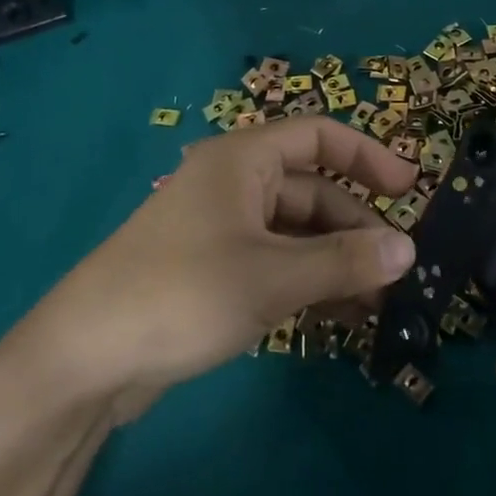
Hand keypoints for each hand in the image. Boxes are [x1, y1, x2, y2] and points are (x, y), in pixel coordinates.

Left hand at [0, 118, 418, 421]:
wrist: (84, 359)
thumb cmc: (182, 294)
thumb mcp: (273, 277)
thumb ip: (344, 261)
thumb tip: (409, 250)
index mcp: (243, 160)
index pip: (319, 136)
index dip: (368, 156)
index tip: (410, 190)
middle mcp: (234, 185)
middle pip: (312, 191)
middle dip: (356, 227)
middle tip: (396, 270)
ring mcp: (221, 229)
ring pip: (296, 233)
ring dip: (336, 261)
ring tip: (376, 301)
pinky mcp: (212, 271)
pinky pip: (274, 263)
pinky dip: (307, 282)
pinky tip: (338, 315)